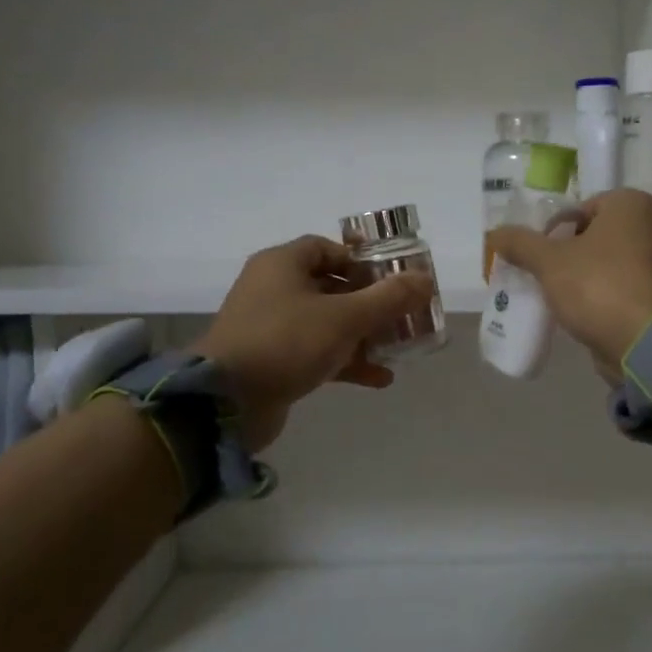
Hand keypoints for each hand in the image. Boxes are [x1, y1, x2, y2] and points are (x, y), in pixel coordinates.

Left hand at [194, 235, 433, 451]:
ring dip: (362, 336)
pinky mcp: (271, 361)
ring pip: (326, 323)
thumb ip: (388, 298)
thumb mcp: (346, 317)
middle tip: (402, 315)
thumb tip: (425, 279)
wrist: (226, 402)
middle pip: (331, 287)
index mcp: (282, 264)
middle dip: (369, 303)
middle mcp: (272, 289)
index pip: (327, 249)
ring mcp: (270, 327)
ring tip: (397, 349)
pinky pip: (315, 352)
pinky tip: (378, 378)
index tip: (391, 279)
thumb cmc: (286, 342)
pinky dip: (345, 361)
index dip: (361, 261)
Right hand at [486, 189, 651, 375]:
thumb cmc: (598, 286)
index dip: (555, 231)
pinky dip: (610, 297)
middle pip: (601, 236)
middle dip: (573, 254)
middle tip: (548, 277)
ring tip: (564, 299)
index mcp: (633, 204)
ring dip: (591, 277)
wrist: (646, 341)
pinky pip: (629, 288)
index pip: (583, 208)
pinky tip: (589, 315)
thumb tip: (495, 234)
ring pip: (616, 263)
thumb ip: (521, 244)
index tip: (539, 257)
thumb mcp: (548, 262)